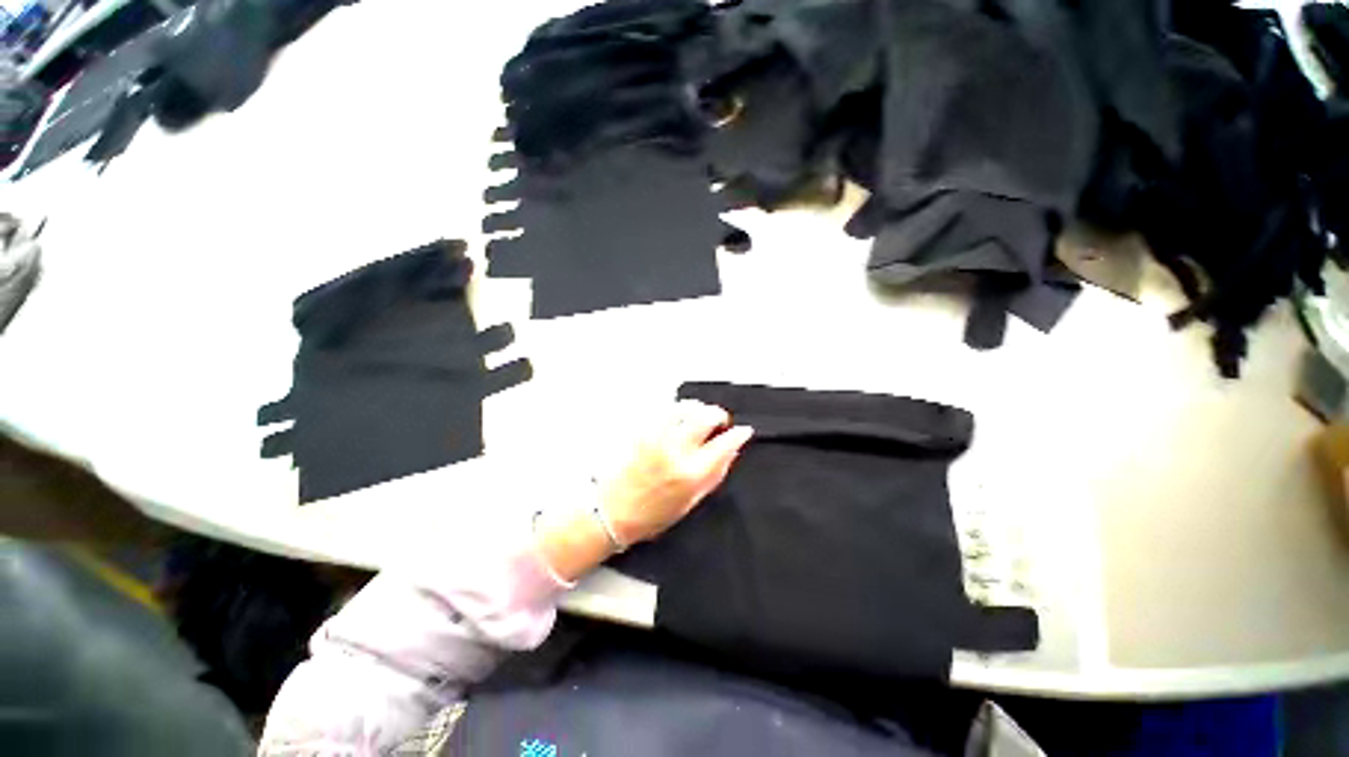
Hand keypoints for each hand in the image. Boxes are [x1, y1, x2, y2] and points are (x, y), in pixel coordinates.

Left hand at [535, 402, 752, 582]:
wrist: (612, 512)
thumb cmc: (653, 515)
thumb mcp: (691, 503)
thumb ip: (714, 475)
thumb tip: (731, 451)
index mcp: (691, 474)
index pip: (724, 444)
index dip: (738, 434)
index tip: (744, 431)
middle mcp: (676, 450)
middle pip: (705, 417)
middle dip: (718, 415)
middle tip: (720, 422)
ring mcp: (656, 437)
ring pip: (685, 407)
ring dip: (697, 409)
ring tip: (699, 417)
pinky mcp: (641, 431)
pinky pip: (664, 410)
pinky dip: (676, 410)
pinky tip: (678, 418)